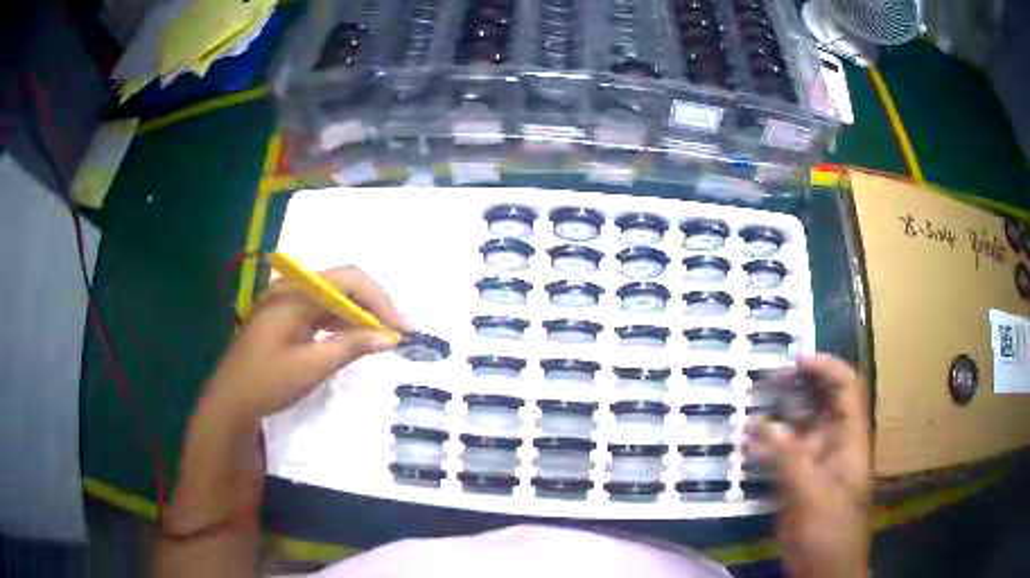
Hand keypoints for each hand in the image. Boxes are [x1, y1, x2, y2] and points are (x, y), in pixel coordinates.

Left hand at [202, 265, 409, 422]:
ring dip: (361, 313)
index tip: (403, 328)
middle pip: (343, 284)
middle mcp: (292, 288)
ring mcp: (288, 301)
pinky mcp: (288, 315)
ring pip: (335, 297)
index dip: (380, 301)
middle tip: (400, 332)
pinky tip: (359, 337)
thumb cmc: (268, 382)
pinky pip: (323, 310)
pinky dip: (344, 322)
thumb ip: (351, 346)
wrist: (232, 400)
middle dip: (374, 305)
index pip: (348, 281)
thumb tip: (389, 337)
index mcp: (295, 294)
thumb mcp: (311, 366)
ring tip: (386, 335)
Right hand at [746, 355, 872, 577]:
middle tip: (765, 379)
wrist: (823, 572)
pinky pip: (783, 456)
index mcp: (850, 441)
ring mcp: (816, 464)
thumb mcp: (812, 496)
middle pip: (822, 403)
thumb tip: (764, 424)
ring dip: (777, 417)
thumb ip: (790, 459)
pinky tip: (746, 447)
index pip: (847, 389)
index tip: (795, 360)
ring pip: (799, 429)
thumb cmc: (829, 533)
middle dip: (798, 387)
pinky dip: (766, 448)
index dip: (826, 368)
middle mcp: (835, 445)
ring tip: (749, 408)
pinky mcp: (798, 483)